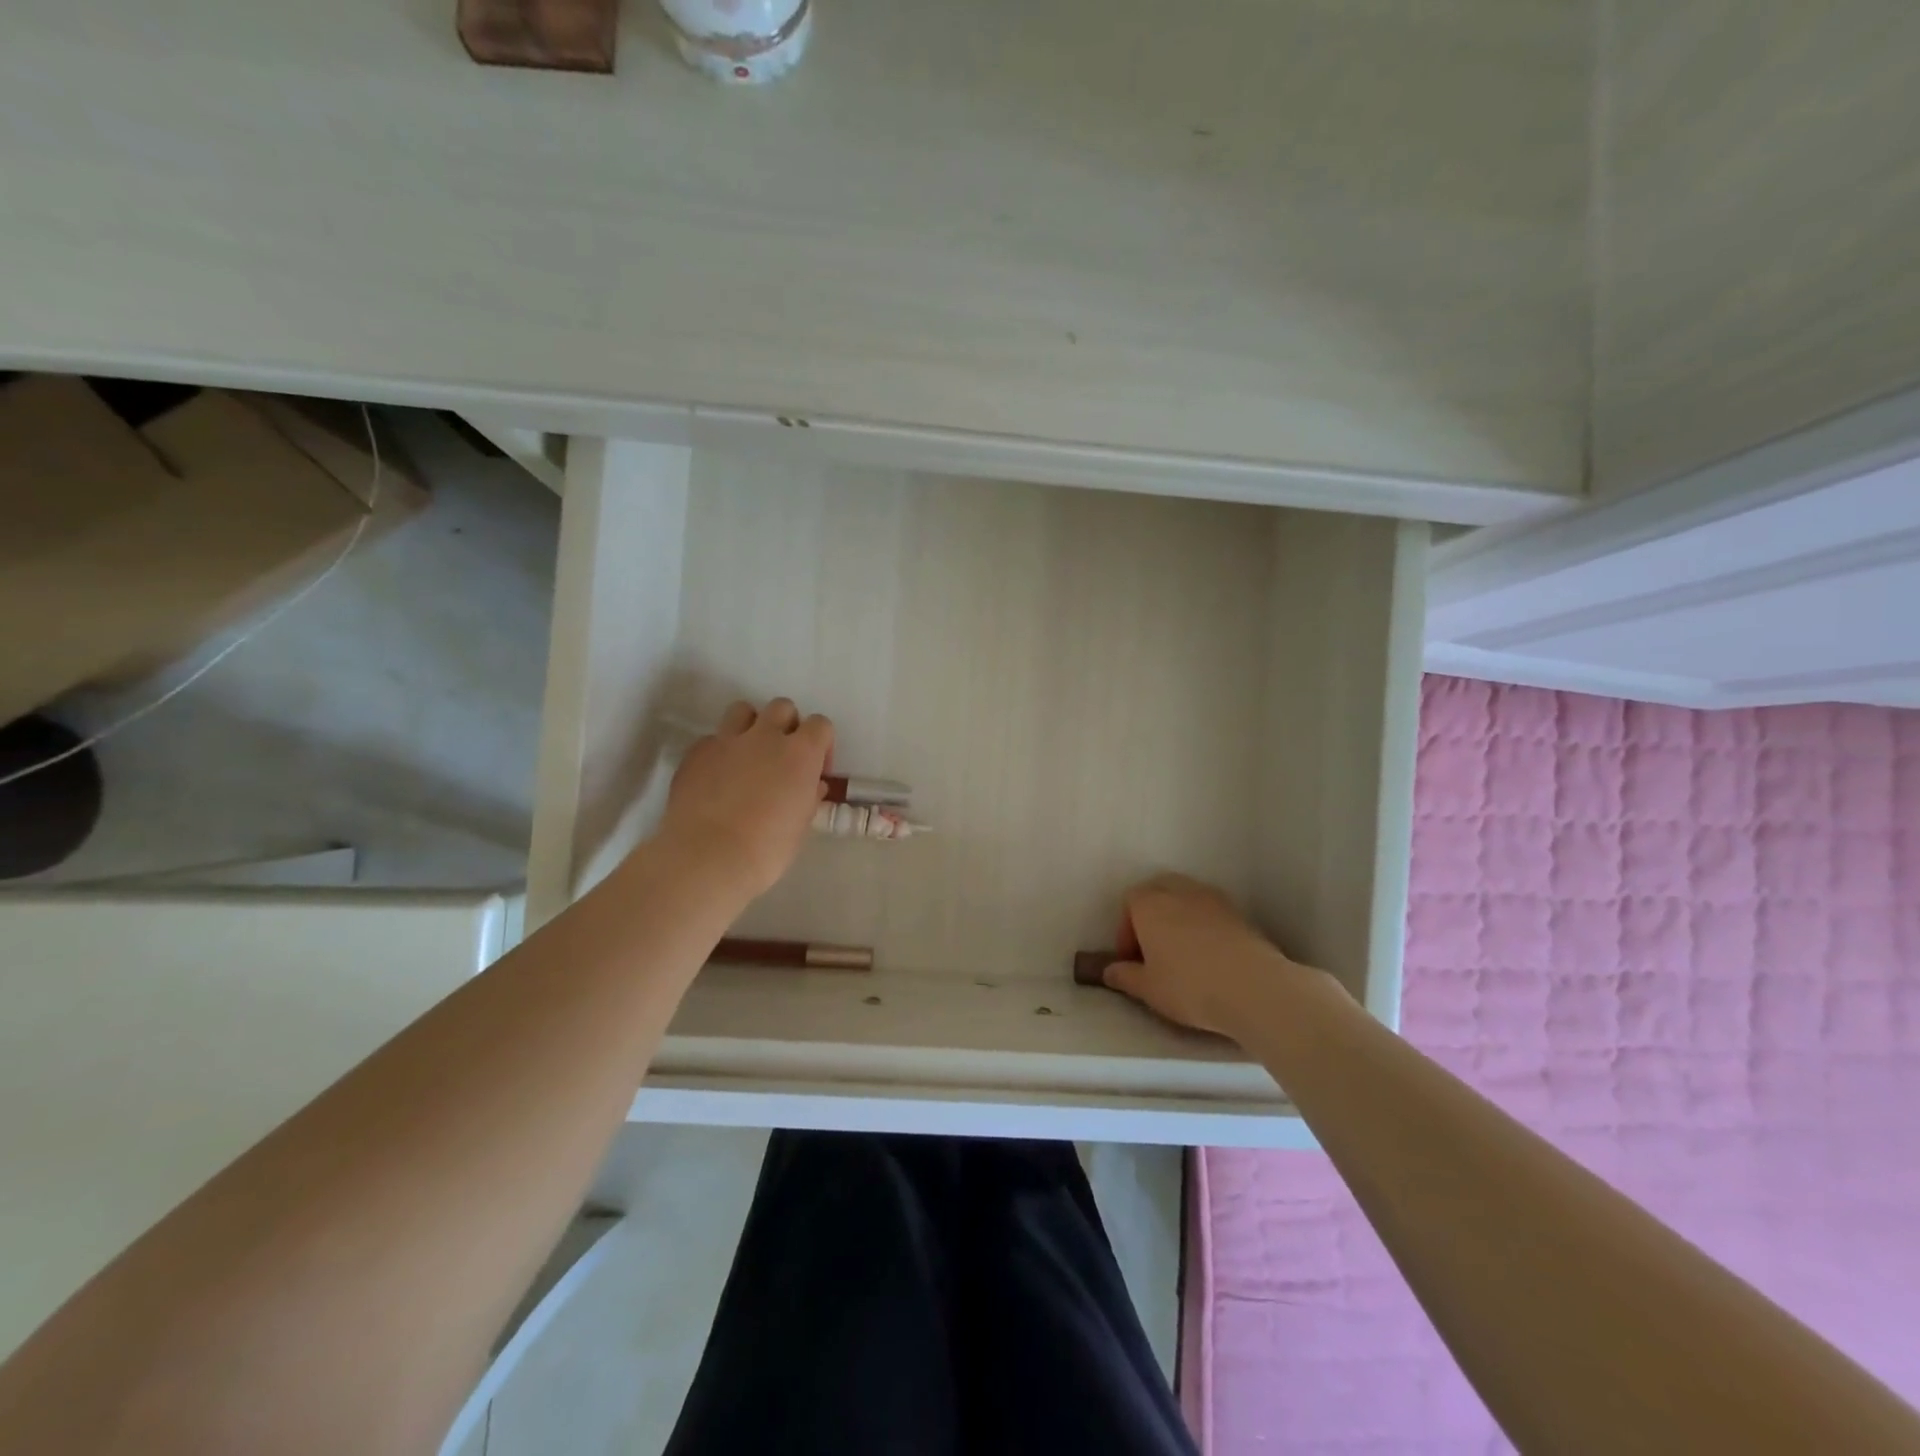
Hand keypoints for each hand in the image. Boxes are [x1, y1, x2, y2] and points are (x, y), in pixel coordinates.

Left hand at [660, 698, 833, 896]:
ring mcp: (726, 740)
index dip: (821, 744)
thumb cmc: (767, 849)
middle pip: (783, 707)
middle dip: (787, 726)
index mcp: (800, 753)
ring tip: (748, 756)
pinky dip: (719, 751)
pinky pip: (712, 739)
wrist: (708, 858)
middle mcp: (765, 736)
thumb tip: (812, 785)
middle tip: (782, 758)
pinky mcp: (695, 752)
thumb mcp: (801, 825)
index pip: (820, 725)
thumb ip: (808, 796)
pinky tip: (717, 778)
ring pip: (743, 710)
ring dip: (751, 726)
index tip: (815, 771)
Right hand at [1100, 873, 1322, 1037]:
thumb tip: (1109, 970)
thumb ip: (1124, 976)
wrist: (1254, 988)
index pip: (1129, 901)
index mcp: (1149, 904)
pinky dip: (1204, 925)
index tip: (1131, 959)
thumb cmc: (1189, 986)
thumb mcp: (1148, 989)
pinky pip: (1211, 911)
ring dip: (1179, 917)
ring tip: (1182, 951)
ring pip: (1186, 897)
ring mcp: (1212, 899)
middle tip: (1153, 948)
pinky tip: (1209, 955)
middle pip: (1158, 890)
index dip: (1126, 929)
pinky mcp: (1239, 913)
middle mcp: (1179, 891)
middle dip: (1152, 914)